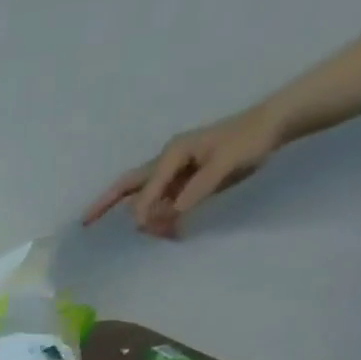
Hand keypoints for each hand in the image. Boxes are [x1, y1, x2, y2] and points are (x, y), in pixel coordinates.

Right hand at [82, 104, 286, 237]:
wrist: (275, 124)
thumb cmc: (250, 139)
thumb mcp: (226, 163)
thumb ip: (198, 188)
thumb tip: (174, 212)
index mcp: (171, 154)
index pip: (146, 188)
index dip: (144, 210)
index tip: (147, 228)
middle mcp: (166, 162)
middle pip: (128, 186)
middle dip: (105, 204)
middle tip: (85, 223)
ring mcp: (175, 171)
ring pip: (147, 197)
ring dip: (145, 216)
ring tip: (160, 235)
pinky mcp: (186, 179)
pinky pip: (165, 200)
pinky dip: (163, 216)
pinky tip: (172, 229)